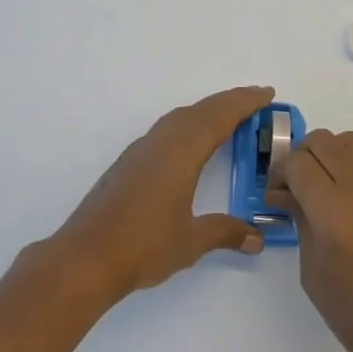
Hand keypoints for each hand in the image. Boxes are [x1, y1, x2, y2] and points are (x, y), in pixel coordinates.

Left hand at [51, 86, 271, 303]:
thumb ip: (225, 233)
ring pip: (181, 117)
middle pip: (201, 110)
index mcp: (182, 152)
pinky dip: (188, 123)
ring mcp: (142, 150)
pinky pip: (167, 128)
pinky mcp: (129, 162)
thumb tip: (257, 238)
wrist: (85, 258)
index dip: (245, 103)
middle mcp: (162, 142)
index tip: (267, 93)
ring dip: (207, 110)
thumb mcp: (191, 241)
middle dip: (230, 101)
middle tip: (256, 99)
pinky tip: (190, 140)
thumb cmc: (143, 246)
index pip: (220, 117)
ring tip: (228, 115)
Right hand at [268, 130, 352, 351]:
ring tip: (333, 188)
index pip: (297, 162)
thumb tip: (289, 192)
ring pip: (352, 143)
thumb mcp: (312, 270)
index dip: (281, 173)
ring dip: (334, 157)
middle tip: (300, 186)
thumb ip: (300, 220)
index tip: (278, 192)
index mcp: (332, 209)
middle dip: (304, 157)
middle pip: (323, 141)